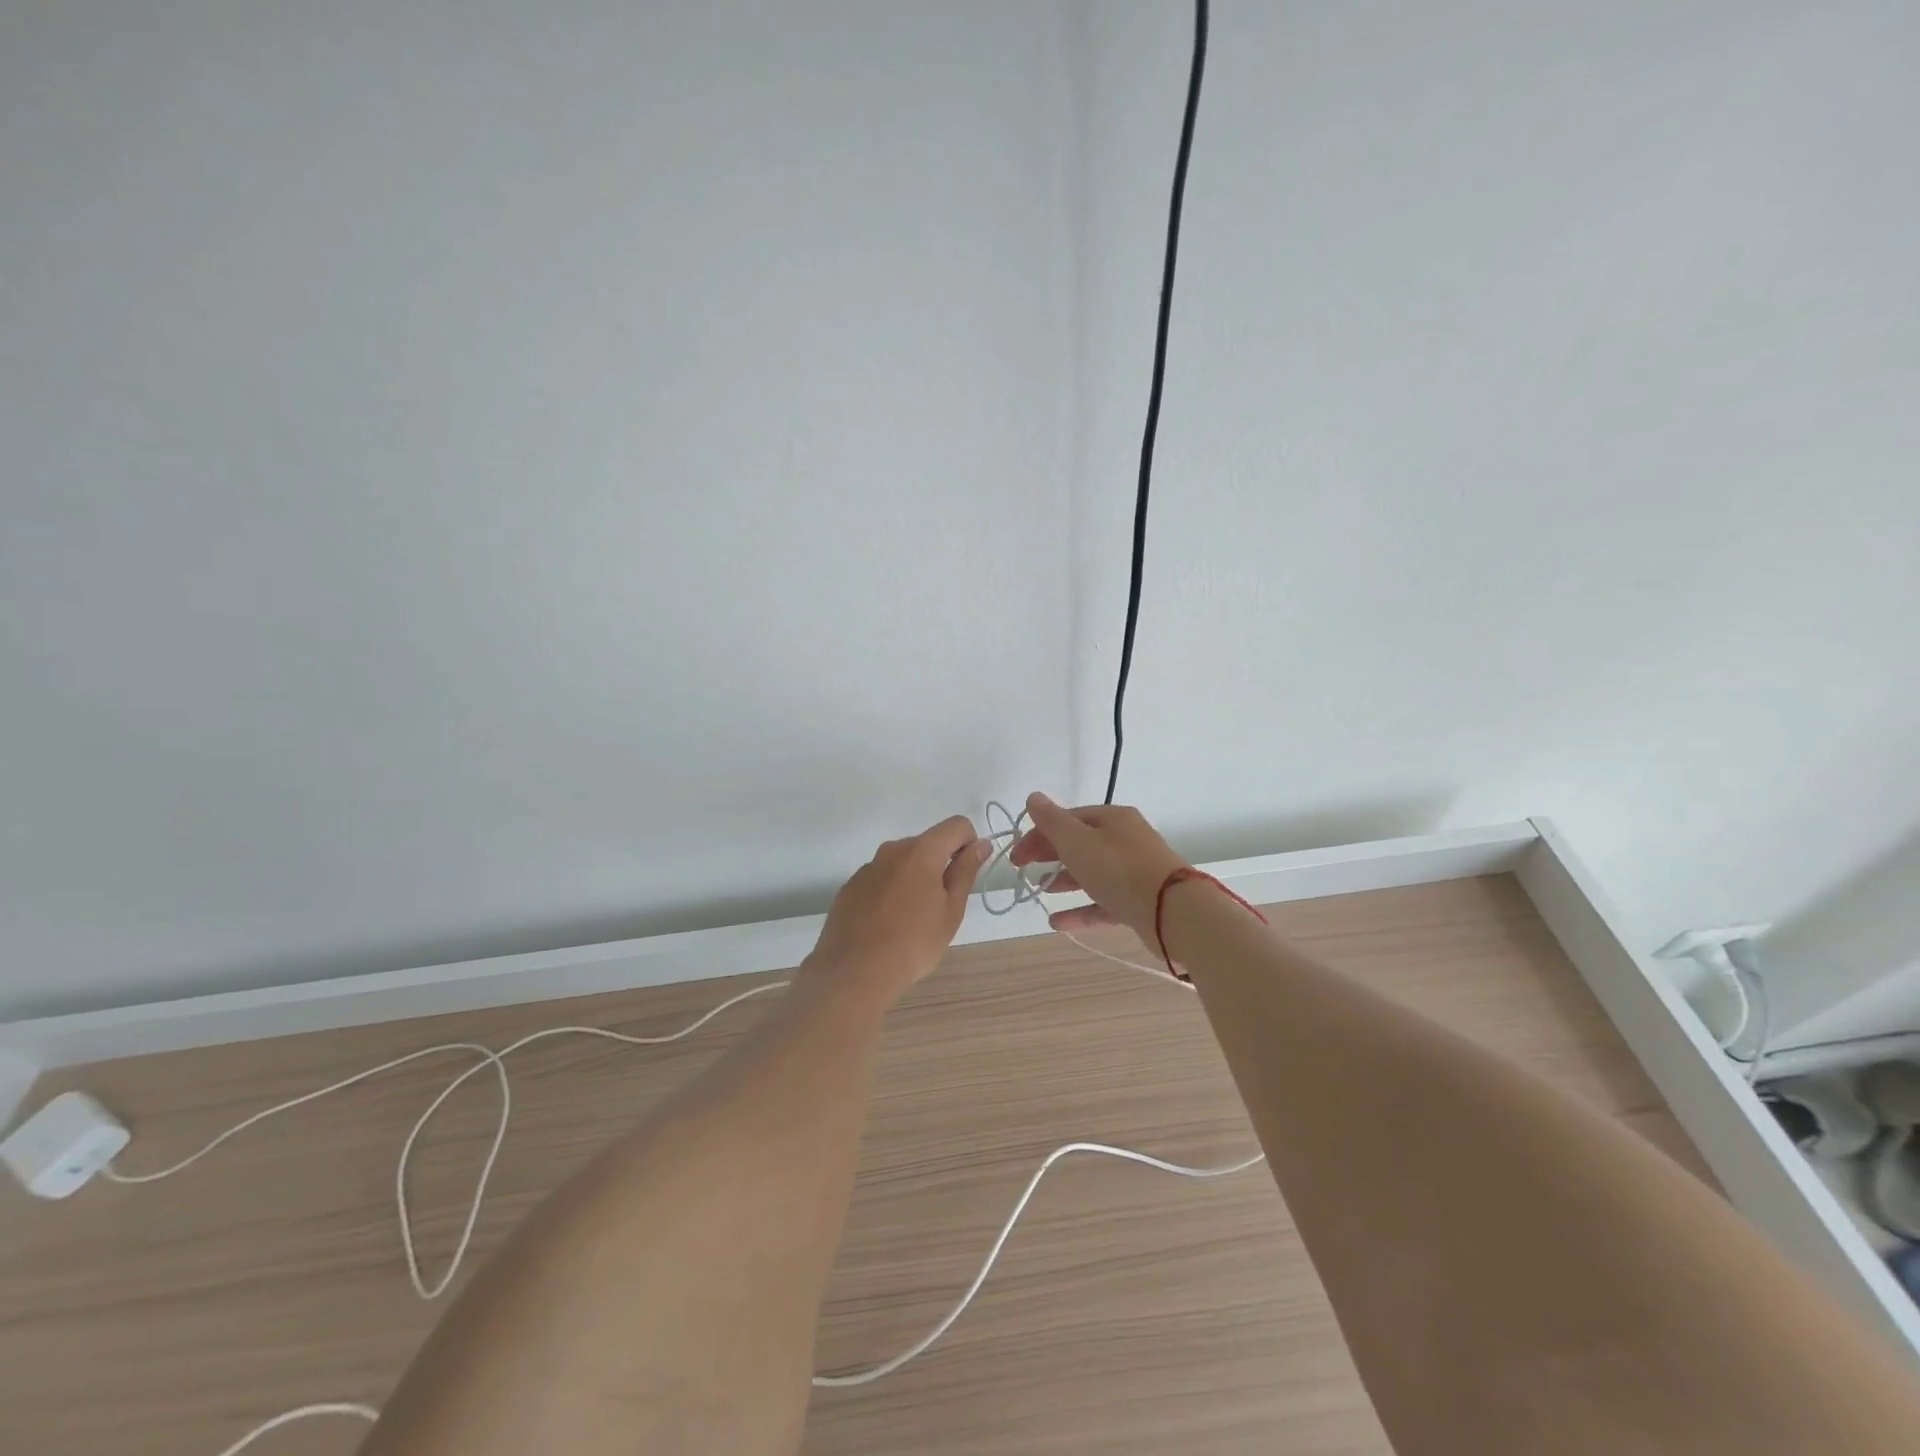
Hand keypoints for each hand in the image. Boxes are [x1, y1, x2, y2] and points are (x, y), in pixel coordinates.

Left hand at [804, 815, 990, 1005]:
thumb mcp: (951, 910)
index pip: (956, 825)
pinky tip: (886, 924)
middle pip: (928, 843)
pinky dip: (891, 891)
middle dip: (940, 864)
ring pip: (903, 861)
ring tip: (911, 919)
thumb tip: (981, 844)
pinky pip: (881, 878)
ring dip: (914, 878)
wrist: (854, 972)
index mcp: (921, 851)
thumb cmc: (914, 944)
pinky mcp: (851, 886)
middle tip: (940, 907)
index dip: (969, 844)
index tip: (964, 876)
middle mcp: (892, 849)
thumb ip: (966, 871)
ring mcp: (868, 867)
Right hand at [1010, 793, 1187, 942]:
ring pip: (1092, 871)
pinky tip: (1057, 922)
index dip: (1038, 834)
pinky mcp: (1140, 901)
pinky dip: (1080, 909)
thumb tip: (1033, 797)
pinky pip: (1103, 902)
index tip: (1017, 857)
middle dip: (1050, 854)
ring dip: (1064, 880)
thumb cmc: (1119, 870)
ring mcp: (1135, 871)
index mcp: (1112, 818)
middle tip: (1024, 871)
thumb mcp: (1077, 842)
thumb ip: (1052, 821)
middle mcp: (1126, 839)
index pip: (1067, 819)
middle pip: (1080, 842)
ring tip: (1042, 891)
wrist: (1173, 913)